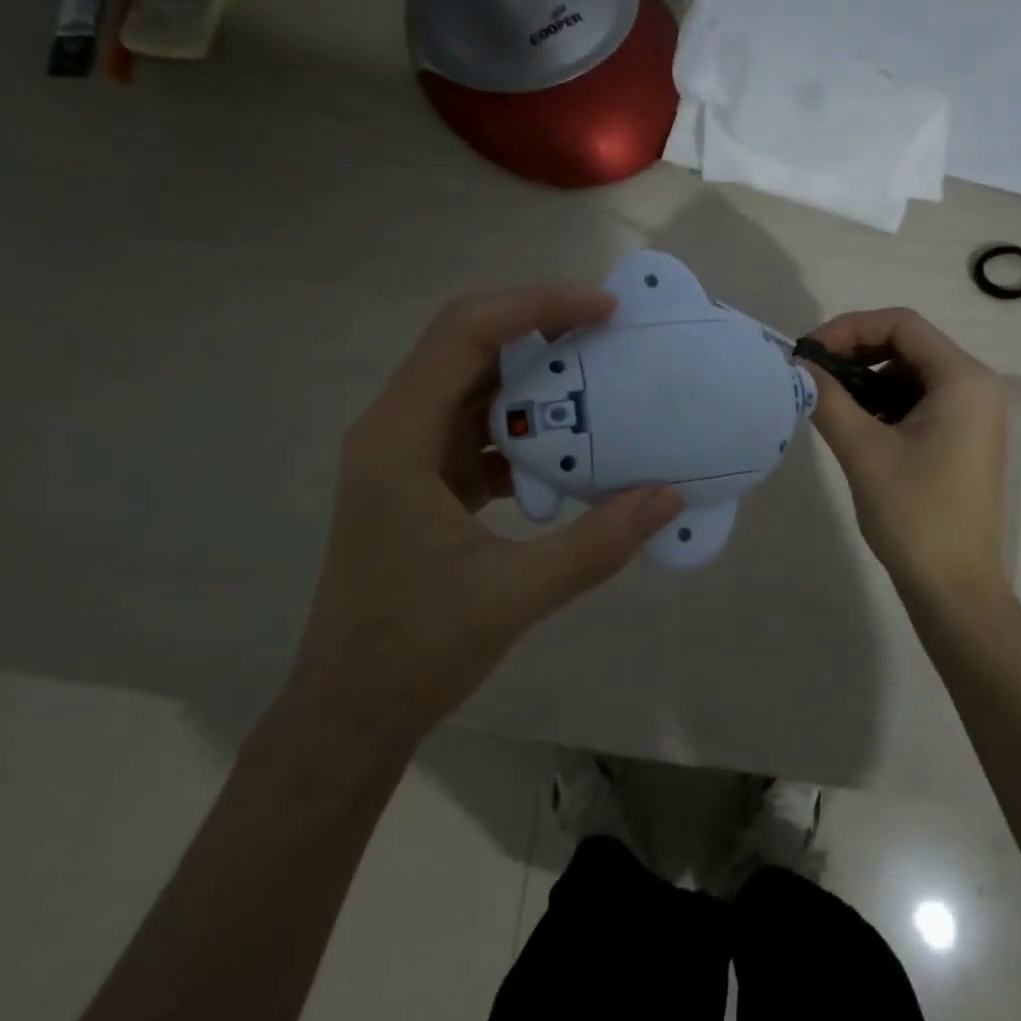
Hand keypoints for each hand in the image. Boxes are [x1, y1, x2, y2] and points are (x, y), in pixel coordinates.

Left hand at [286, 287, 684, 763]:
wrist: (350, 714)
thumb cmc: (414, 651)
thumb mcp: (514, 595)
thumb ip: (597, 544)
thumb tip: (670, 496)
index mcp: (397, 440)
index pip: (464, 335)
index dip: (534, 306)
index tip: (603, 310)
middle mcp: (395, 432)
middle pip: (467, 346)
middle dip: (539, 328)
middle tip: (609, 329)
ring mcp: (407, 459)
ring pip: (475, 387)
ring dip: (536, 377)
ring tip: (601, 374)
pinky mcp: (424, 485)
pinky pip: (481, 432)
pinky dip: (528, 427)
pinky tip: (575, 446)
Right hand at [802, 308, 1010, 611]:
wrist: (955, 587)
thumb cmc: (913, 514)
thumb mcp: (863, 450)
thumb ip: (827, 398)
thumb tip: (799, 366)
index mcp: (962, 379)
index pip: (901, 324)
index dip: (848, 328)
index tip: (807, 353)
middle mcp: (976, 386)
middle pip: (908, 344)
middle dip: (856, 352)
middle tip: (812, 376)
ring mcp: (975, 413)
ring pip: (911, 373)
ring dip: (868, 380)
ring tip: (830, 404)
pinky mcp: (965, 437)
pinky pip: (921, 401)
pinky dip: (886, 403)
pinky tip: (858, 427)